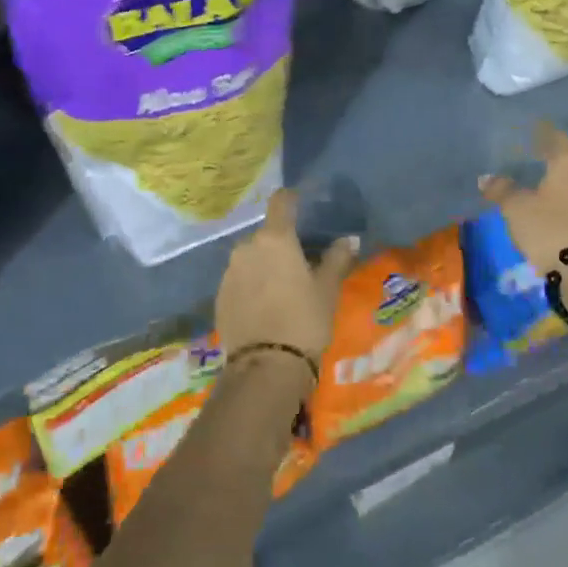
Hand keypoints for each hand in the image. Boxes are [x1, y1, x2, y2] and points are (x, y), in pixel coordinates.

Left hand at [215, 189, 359, 368]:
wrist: (265, 367)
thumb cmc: (304, 320)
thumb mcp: (327, 290)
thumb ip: (336, 259)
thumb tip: (348, 239)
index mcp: (276, 238)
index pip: (281, 202)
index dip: (291, 199)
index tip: (301, 203)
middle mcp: (247, 247)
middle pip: (266, 235)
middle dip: (280, 243)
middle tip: (299, 262)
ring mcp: (229, 272)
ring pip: (250, 258)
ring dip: (264, 265)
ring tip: (281, 288)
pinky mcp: (219, 297)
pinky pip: (239, 280)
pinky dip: (251, 285)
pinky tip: (264, 306)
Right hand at [479, 123, 567, 275]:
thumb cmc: (549, 227)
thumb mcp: (516, 207)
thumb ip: (501, 189)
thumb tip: (486, 178)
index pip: (555, 137)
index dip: (539, 134)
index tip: (526, 133)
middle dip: (549, 159)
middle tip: (528, 159)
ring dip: (559, 181)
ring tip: (538, 184)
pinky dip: (567, 198)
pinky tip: (552, 205)